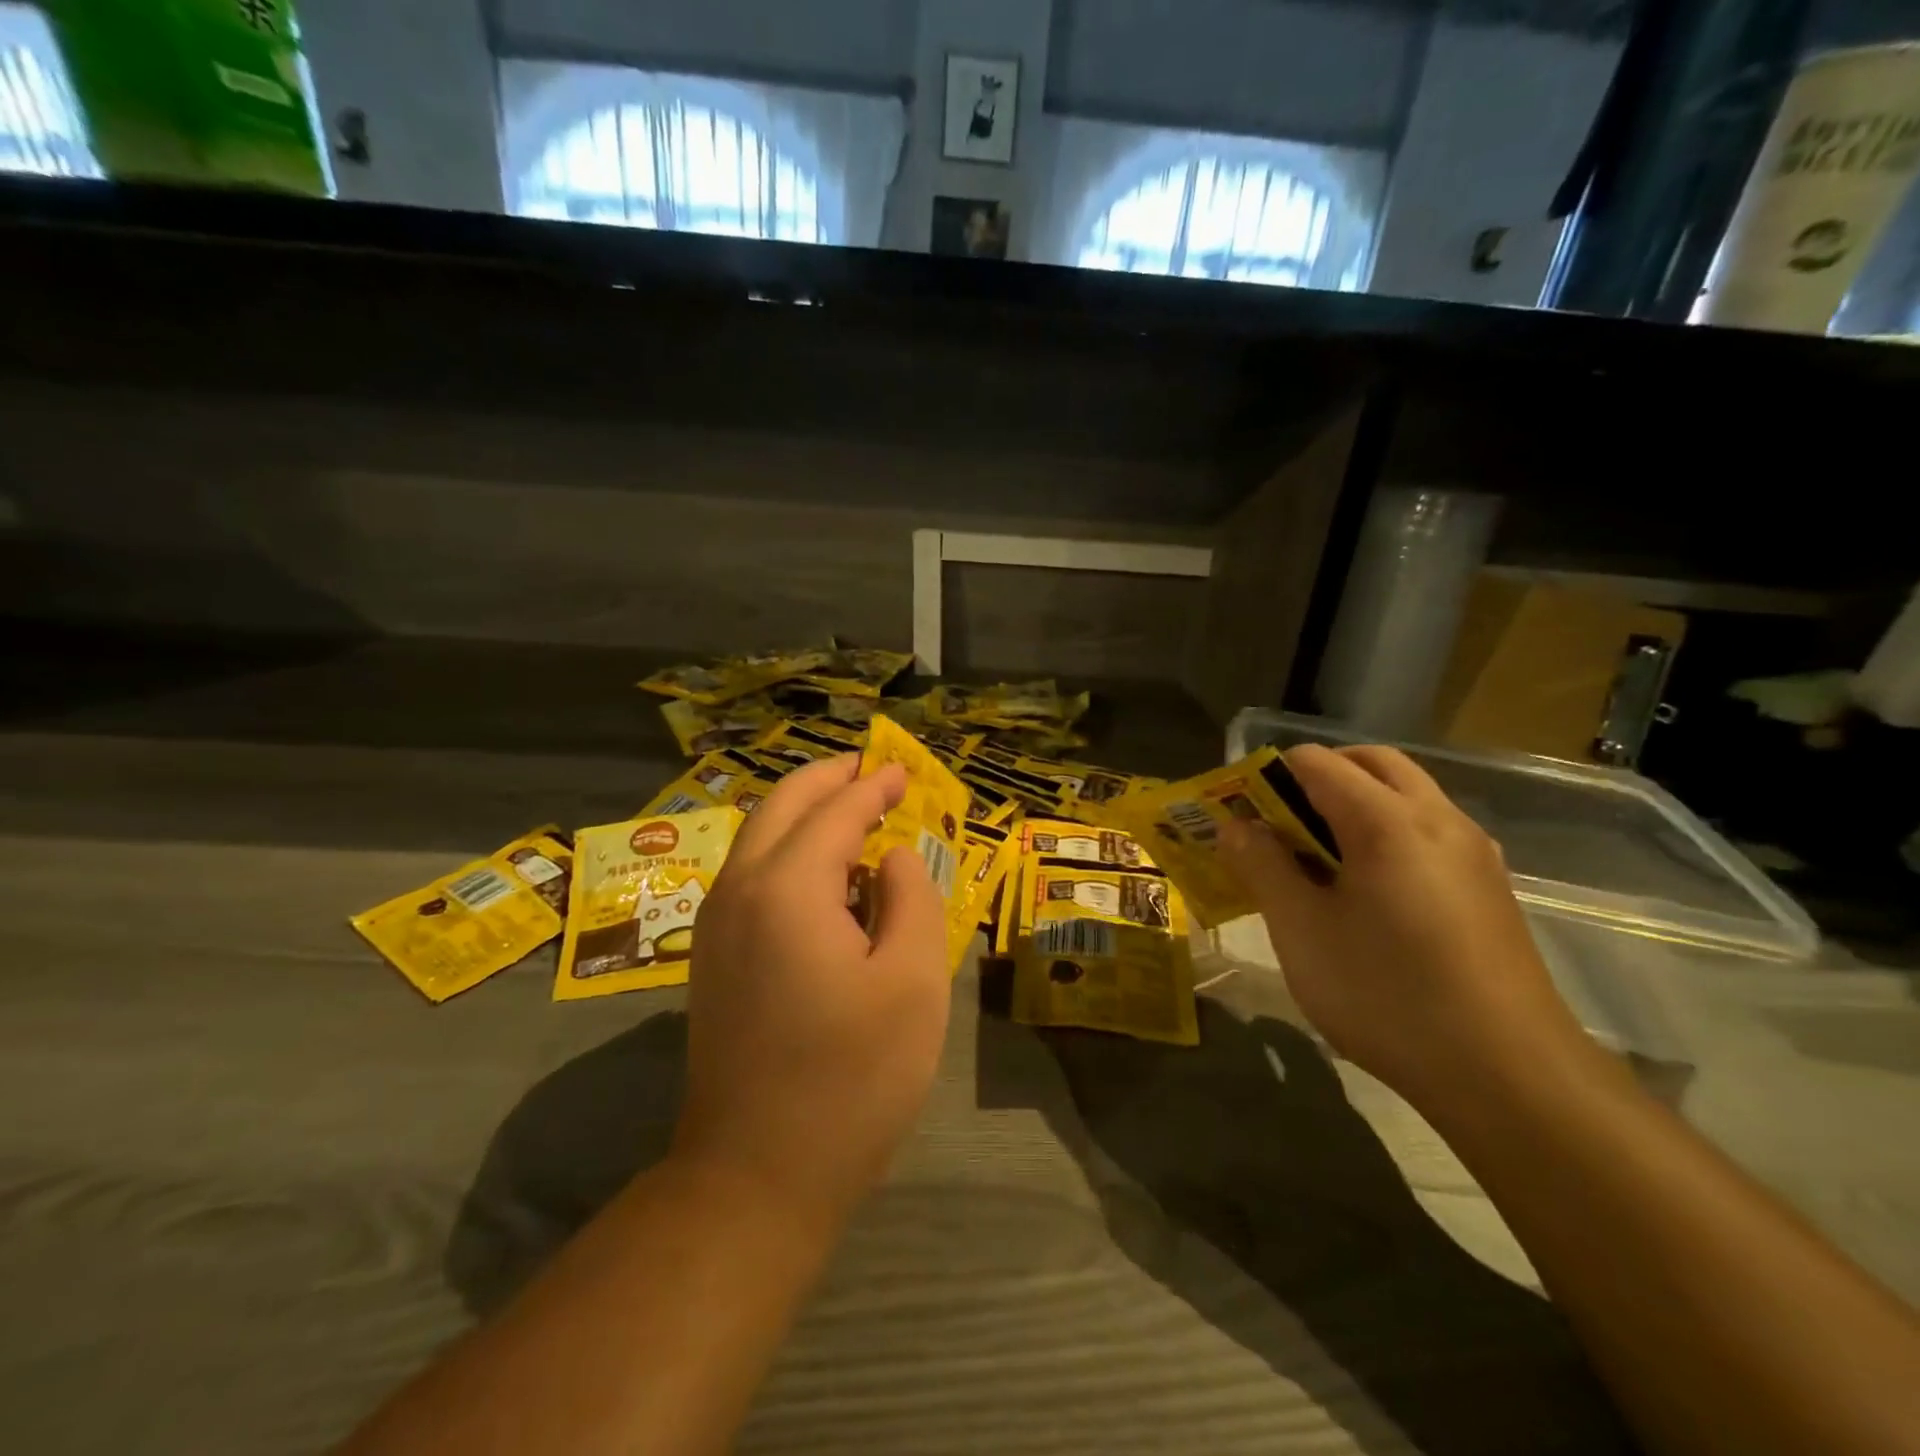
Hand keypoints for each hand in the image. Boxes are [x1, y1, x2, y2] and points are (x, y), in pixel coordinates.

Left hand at [673, 755, 951, 1232]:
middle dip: (829, 780)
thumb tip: (891, 858)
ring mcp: (715, 926)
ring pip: (759, 839)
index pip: (835, 812)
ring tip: (857, 815)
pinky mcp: (711, 958)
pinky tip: (827, 878)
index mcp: (786, 888)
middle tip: (873, 771)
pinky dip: (790, 853)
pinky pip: (752, 876)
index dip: (874, 786)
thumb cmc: (851, 1079)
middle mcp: (738, 891)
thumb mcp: (912, 982)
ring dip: (806, 815)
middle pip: (782, 807)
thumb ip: (911, 898)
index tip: (904, 770)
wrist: (754, 1177)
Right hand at [1219, 744, 1587, 1105]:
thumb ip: (1262, 866)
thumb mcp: (1301, 930)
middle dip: (1319, 775)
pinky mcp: (1489, 886)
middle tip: (1280, 820)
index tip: (1242, 810)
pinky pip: (1430, 830)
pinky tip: (1368, 889)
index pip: (1318, 762)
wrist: (1509, 1076)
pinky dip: (1388, 830)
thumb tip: (1236, 826)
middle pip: (1372, 763)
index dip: (1270, 774)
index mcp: (1387, 820)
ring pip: (1408, 794)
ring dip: (1357, 801)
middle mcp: (1438, 818)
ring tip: (1317, 855)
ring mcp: (1474, 851)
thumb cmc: (1386, 994)